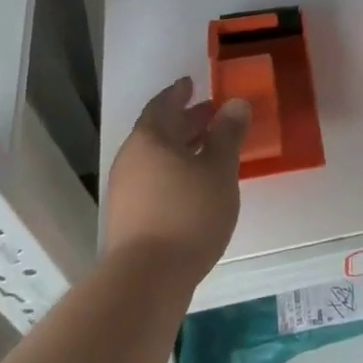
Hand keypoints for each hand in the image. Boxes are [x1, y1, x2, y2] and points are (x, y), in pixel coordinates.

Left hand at [105, 79, 249, 284]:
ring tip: (210, 149)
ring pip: (157, 157)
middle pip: (159, 131)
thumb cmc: (188, 213)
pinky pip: (155, 178)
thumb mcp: (219, 169)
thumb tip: (236, 103)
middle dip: (186, 121)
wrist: (147, 278)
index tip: (192, 84)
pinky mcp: (129, 216)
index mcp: (150, 139)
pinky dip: (175, 170)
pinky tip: (196, 184)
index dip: (179, 93)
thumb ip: (228, 134)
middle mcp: (132, 159)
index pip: (163, 105)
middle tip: (212, 114)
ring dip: (182, 148)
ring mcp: (126, 189)